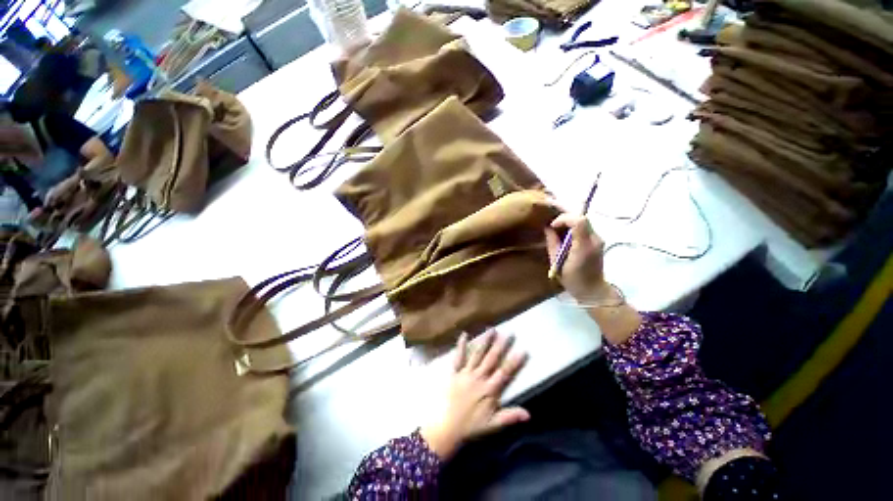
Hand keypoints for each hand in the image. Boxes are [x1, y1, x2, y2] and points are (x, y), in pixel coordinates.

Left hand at [420, 330, 528, 458]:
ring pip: (478, 354)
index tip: (523, 350)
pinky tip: (464, 334)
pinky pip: (458, 357)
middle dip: (501, 345)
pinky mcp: (455, 372)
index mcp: (489, 390)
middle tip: (509, 333)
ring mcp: (466, 373)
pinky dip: (461, 345)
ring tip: (492, 329)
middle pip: (492, 359)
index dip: (514, 362)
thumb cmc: (470, 427)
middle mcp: (479, 377)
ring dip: (485, 341)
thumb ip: (510, 417)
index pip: (505, 373)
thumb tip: (529, 414)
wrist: (446, 427)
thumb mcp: (492, 425)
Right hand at [544, 213, 612, 301]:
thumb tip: (548, 229)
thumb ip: (552, 243)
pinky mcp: (597, 241)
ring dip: (569, 222)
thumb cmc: (573, 280)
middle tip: (553, 226)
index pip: (578, 221)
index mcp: (584, 246)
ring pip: (583, 221)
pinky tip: (565, 235)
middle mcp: (594, 239)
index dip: (563, 219)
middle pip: (581, 218)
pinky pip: (585, 228)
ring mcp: (598, 239)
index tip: (552, 226)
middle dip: (565, 218)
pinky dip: (573, 227)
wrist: (593, 290)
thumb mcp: (557, 263)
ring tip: (557, 229)